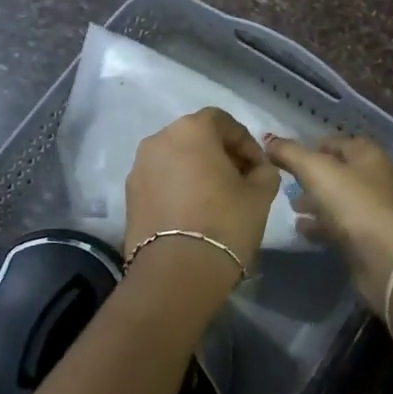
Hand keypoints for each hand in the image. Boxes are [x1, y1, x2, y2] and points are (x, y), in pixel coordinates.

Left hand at [124, 107, 281, 274]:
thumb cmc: (225, 223)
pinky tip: (193, 213)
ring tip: (215, 199)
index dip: (245, 142)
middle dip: (219, 154)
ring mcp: (139, 167)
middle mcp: (159, 139)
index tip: (258, 167)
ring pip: (175, 159)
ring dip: (196, 170)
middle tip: (239, 181)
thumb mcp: (260, 194)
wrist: (176, 272)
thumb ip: (264, 171)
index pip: (223, 121)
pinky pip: (160, 180)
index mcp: (191, 129)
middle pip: (196, 137)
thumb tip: (257, 169)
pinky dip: (177, 188)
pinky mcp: (129, 195)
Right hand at [263, 134, 392, 311]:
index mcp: (369, 156)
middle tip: (288, 183)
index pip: (339, 142)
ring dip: (316, 202)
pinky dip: (322, 226)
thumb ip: (291, 153)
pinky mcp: (371, 239)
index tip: (288, 156)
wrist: (388, 260)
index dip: (313, 146)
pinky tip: (303, 230)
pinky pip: (342, 226)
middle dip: (313, 176)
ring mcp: (376, 211)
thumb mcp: (317, 171)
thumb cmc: (354, 205)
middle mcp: (376, 179)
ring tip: (293, 208)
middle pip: (339, 172)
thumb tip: (269, 139)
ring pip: (340, 200)